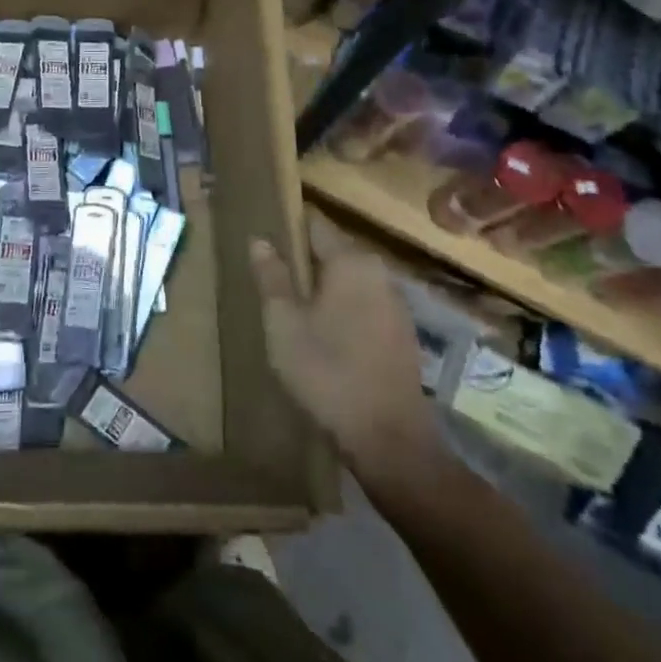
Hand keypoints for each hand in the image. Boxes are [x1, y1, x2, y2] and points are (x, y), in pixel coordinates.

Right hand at [250, 210, 453, 489]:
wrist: (389, 438)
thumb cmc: (328, 371)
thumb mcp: (284, 323)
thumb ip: (271, 276)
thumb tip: (259, 239)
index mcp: (351, 260)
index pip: (314, 222)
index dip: (287, 224)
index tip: (263, 234)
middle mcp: (379, 271)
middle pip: (333, 250)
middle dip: (303, 257)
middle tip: (270, 273)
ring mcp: (395, 302)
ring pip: (349, 279)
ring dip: (323, 285)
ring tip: (291, 302)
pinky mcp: (401, 332)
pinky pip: (363, 303)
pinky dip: (342, 307)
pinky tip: (323, 332)